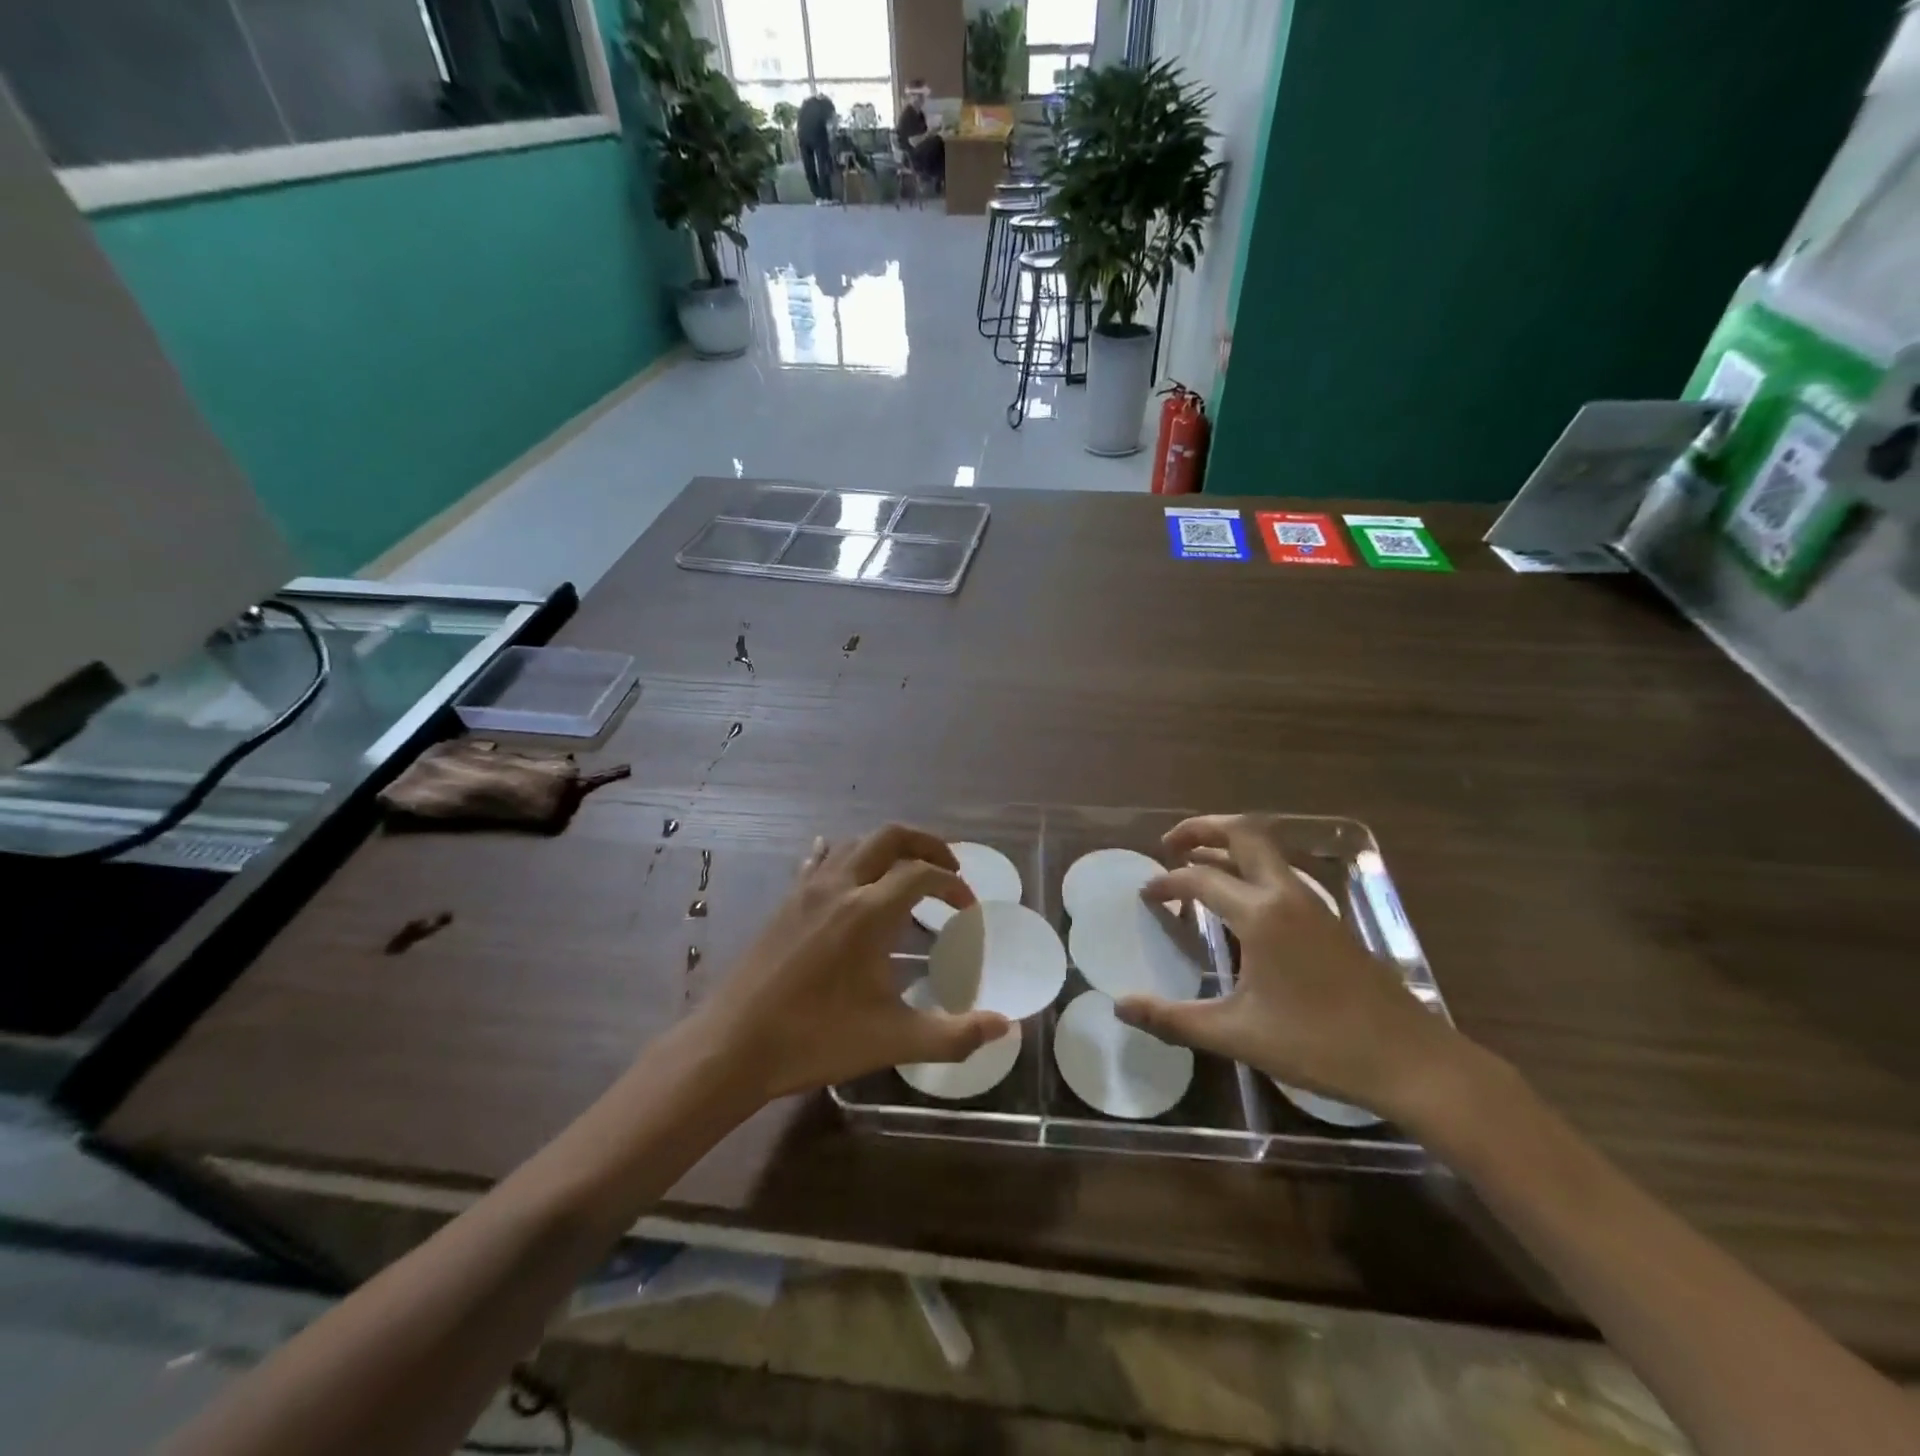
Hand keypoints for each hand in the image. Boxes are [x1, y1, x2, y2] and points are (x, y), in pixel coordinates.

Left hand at [695, 825, 1010, 1100]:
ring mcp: (807, 891)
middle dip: (926, 843)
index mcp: (869, 912)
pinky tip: (844, 869)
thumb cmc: (816, 1039)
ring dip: (887, 848)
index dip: (952, 886)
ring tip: (906, 871)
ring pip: (854, 843)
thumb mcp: (894, 1040)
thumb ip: (954, 1034)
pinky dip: (843, 856)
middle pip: (890, 837)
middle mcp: (840, 887)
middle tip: (948, 867)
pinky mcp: (786, 903)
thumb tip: (1006, 1026)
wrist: (733, 1046)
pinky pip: (819, 861)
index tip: (967, 909)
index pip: (923, 875)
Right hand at [1114, 815, 1464, 1119]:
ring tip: (1197, 862)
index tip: (1146, 896)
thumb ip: (1173, 1019)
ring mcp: (1314, 904)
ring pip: (1266, 852)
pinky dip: (1250, 869)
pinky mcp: (1330, 920)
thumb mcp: (1237, 1035)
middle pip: (1244, 834)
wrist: (1410, 1060)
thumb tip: (1120, 1007)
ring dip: (1228, 847)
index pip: (1201, 879)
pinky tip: (1239, 903)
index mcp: (1261, 914)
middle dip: (1203, 829)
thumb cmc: (1319, 1044)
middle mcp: (1287, 895)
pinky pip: (1281, 874)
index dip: (1167, 883)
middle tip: (1169, 844)